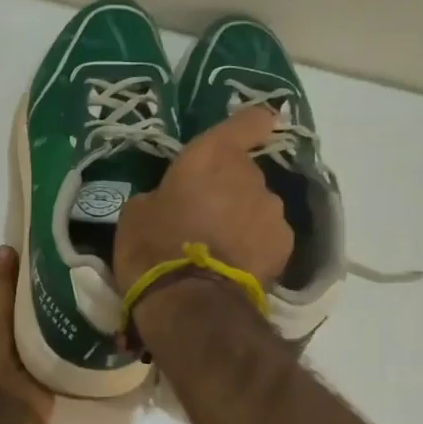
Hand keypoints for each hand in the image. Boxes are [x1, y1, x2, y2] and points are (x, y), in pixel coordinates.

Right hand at [113, 105, 294, 290]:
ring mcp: (272, 210)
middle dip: (229, 189)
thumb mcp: (137, 212)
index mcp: (211, 156)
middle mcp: (250, 175)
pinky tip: (235, 267)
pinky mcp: (285, 246)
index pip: (248, 122)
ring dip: (243, 219)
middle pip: (245, 173)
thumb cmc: (153, 246)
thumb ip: (164, 194)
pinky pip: (268, 237)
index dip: (250, 125)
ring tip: (219, 249)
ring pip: (258, 206)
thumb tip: (172, 200)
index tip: (252, 130)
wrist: (189, 301)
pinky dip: (256, 247)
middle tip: (203, 217)